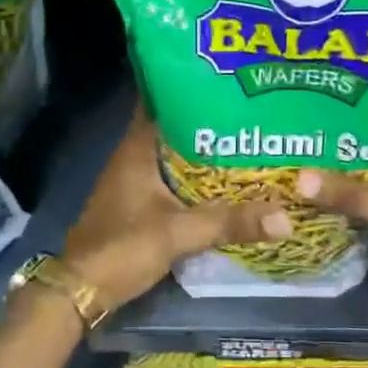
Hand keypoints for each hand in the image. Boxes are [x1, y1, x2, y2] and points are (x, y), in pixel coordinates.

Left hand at [62, 106, 290, 311]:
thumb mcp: (178, 233)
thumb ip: (228, 222)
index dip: (186, 86)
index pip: (159, 101)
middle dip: (206, 119)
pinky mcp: (138, 205)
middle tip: (247, 109)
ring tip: (244, 140)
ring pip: (173, 155)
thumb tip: (285, 216)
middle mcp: (133, 158)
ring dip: (202, 150)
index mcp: (136, 150)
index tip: (222, 77)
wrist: (82, 289)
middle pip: (172, 127)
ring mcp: (133, 182)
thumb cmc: (122, 248)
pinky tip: (222, 181)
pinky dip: (194, 177)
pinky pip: (172, 180)